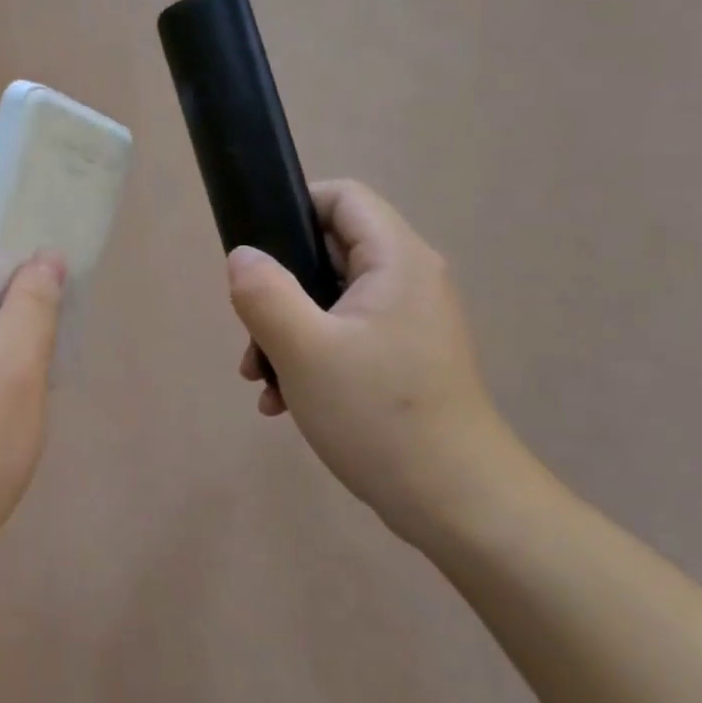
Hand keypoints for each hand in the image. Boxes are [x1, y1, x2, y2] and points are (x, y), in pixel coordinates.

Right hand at [227, 180, 536, 545]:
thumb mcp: (304, 350)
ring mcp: (410, 323)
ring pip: (331, 300)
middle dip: (279, 288)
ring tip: (260, 379)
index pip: (343, 197)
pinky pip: (347, 336)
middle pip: (331, 251)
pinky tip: (285, 402)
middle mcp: (410, 280)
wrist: (459, 505)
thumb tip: (242, 256)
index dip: (294, 208)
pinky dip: (311, 356)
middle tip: (250, 335)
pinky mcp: (405, 359)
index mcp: (397, 260)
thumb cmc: (379, 416)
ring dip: (288, 330)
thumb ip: (263, 293)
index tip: (255, 252)